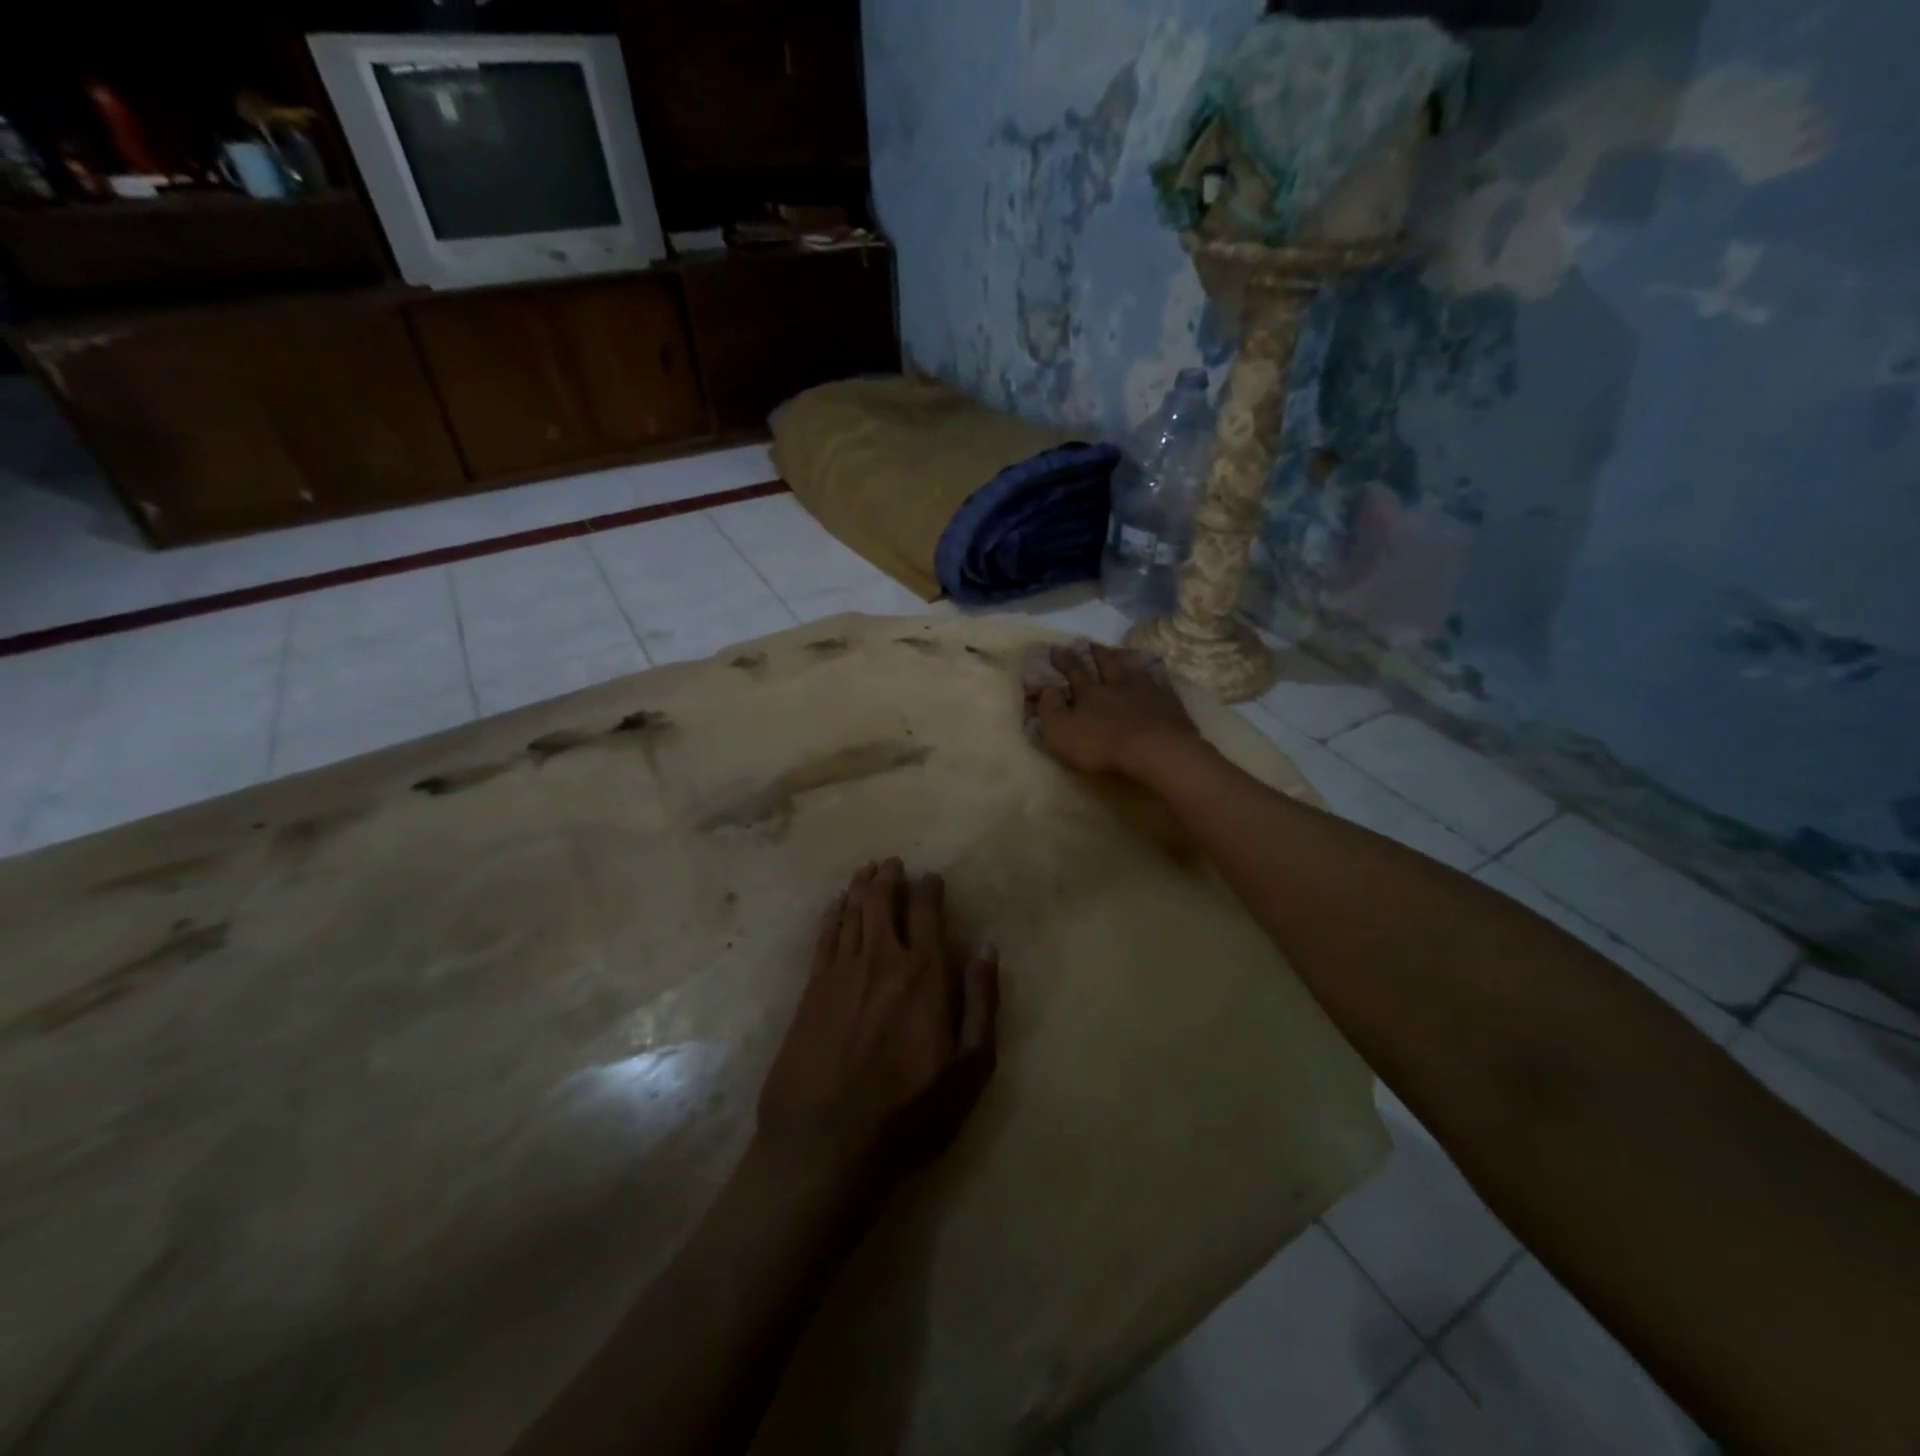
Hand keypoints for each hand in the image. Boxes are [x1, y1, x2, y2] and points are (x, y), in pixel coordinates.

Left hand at [756, 859, 999, 1195]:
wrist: (826, 1143)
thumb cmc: (909, 1111)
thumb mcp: (969, 1068)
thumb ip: (981, 1002)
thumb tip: (987, 948)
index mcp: (925, 974)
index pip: (927, 912)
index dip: (930, 890)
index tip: (932, 878)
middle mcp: (882, 958)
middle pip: (883, 901)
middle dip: (891, 877)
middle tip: (894, 863)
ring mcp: (841, 970)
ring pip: (852, 911)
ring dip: (862, 886)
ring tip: (868, 869)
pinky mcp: (811, 988)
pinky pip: (825, 934)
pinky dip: (833, 912)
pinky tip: (837, 903)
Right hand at [1022, 641, 1202, 779]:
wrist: (1155, 750)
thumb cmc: (1101, 744)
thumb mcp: (1060, 731)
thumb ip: (1049, 709)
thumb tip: (1046, 688)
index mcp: (1089, 691)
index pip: (1073, 670)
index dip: (1063, 659)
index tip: (1055, 648)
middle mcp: (1117, 684)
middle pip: (1105, 663)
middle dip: (1095, 653)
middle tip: (1090, 643)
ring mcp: (1146, 690)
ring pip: (1132, 669)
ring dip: (1123, 660)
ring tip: (1119, 654)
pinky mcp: (1169, 703)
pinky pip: (1160, 683)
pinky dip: (1153, 677)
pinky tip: (1154, 676)